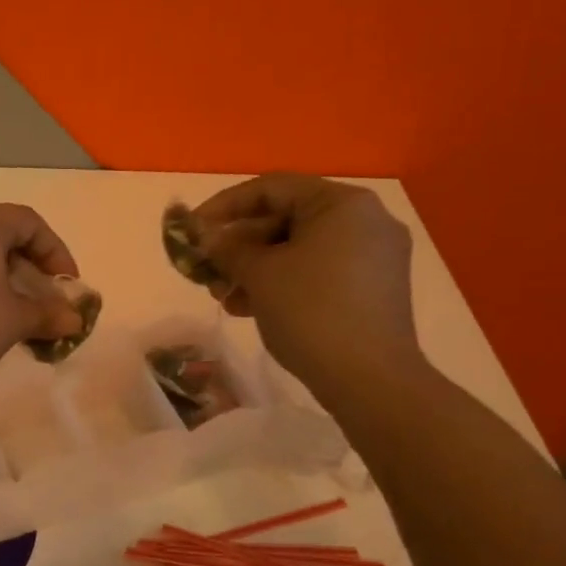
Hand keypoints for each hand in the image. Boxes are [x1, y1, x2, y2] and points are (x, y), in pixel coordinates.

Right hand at [189, 174, 420, 387]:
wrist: (369, 378)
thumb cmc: (311, 312)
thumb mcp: (260, 275)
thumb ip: (228, 248)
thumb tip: (207, 238)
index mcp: (342, 203)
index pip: (272, 188)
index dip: (224, 206)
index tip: (192, 229)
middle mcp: (365, 220)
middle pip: (286, 219)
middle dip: (239, 245)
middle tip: (206, 269)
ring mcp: (374, 256)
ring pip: (300, 249)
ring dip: (256, 269)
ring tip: (224, 296)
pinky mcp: (373, 289)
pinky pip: (318, 271)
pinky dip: (283, 283)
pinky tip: (252, 308)